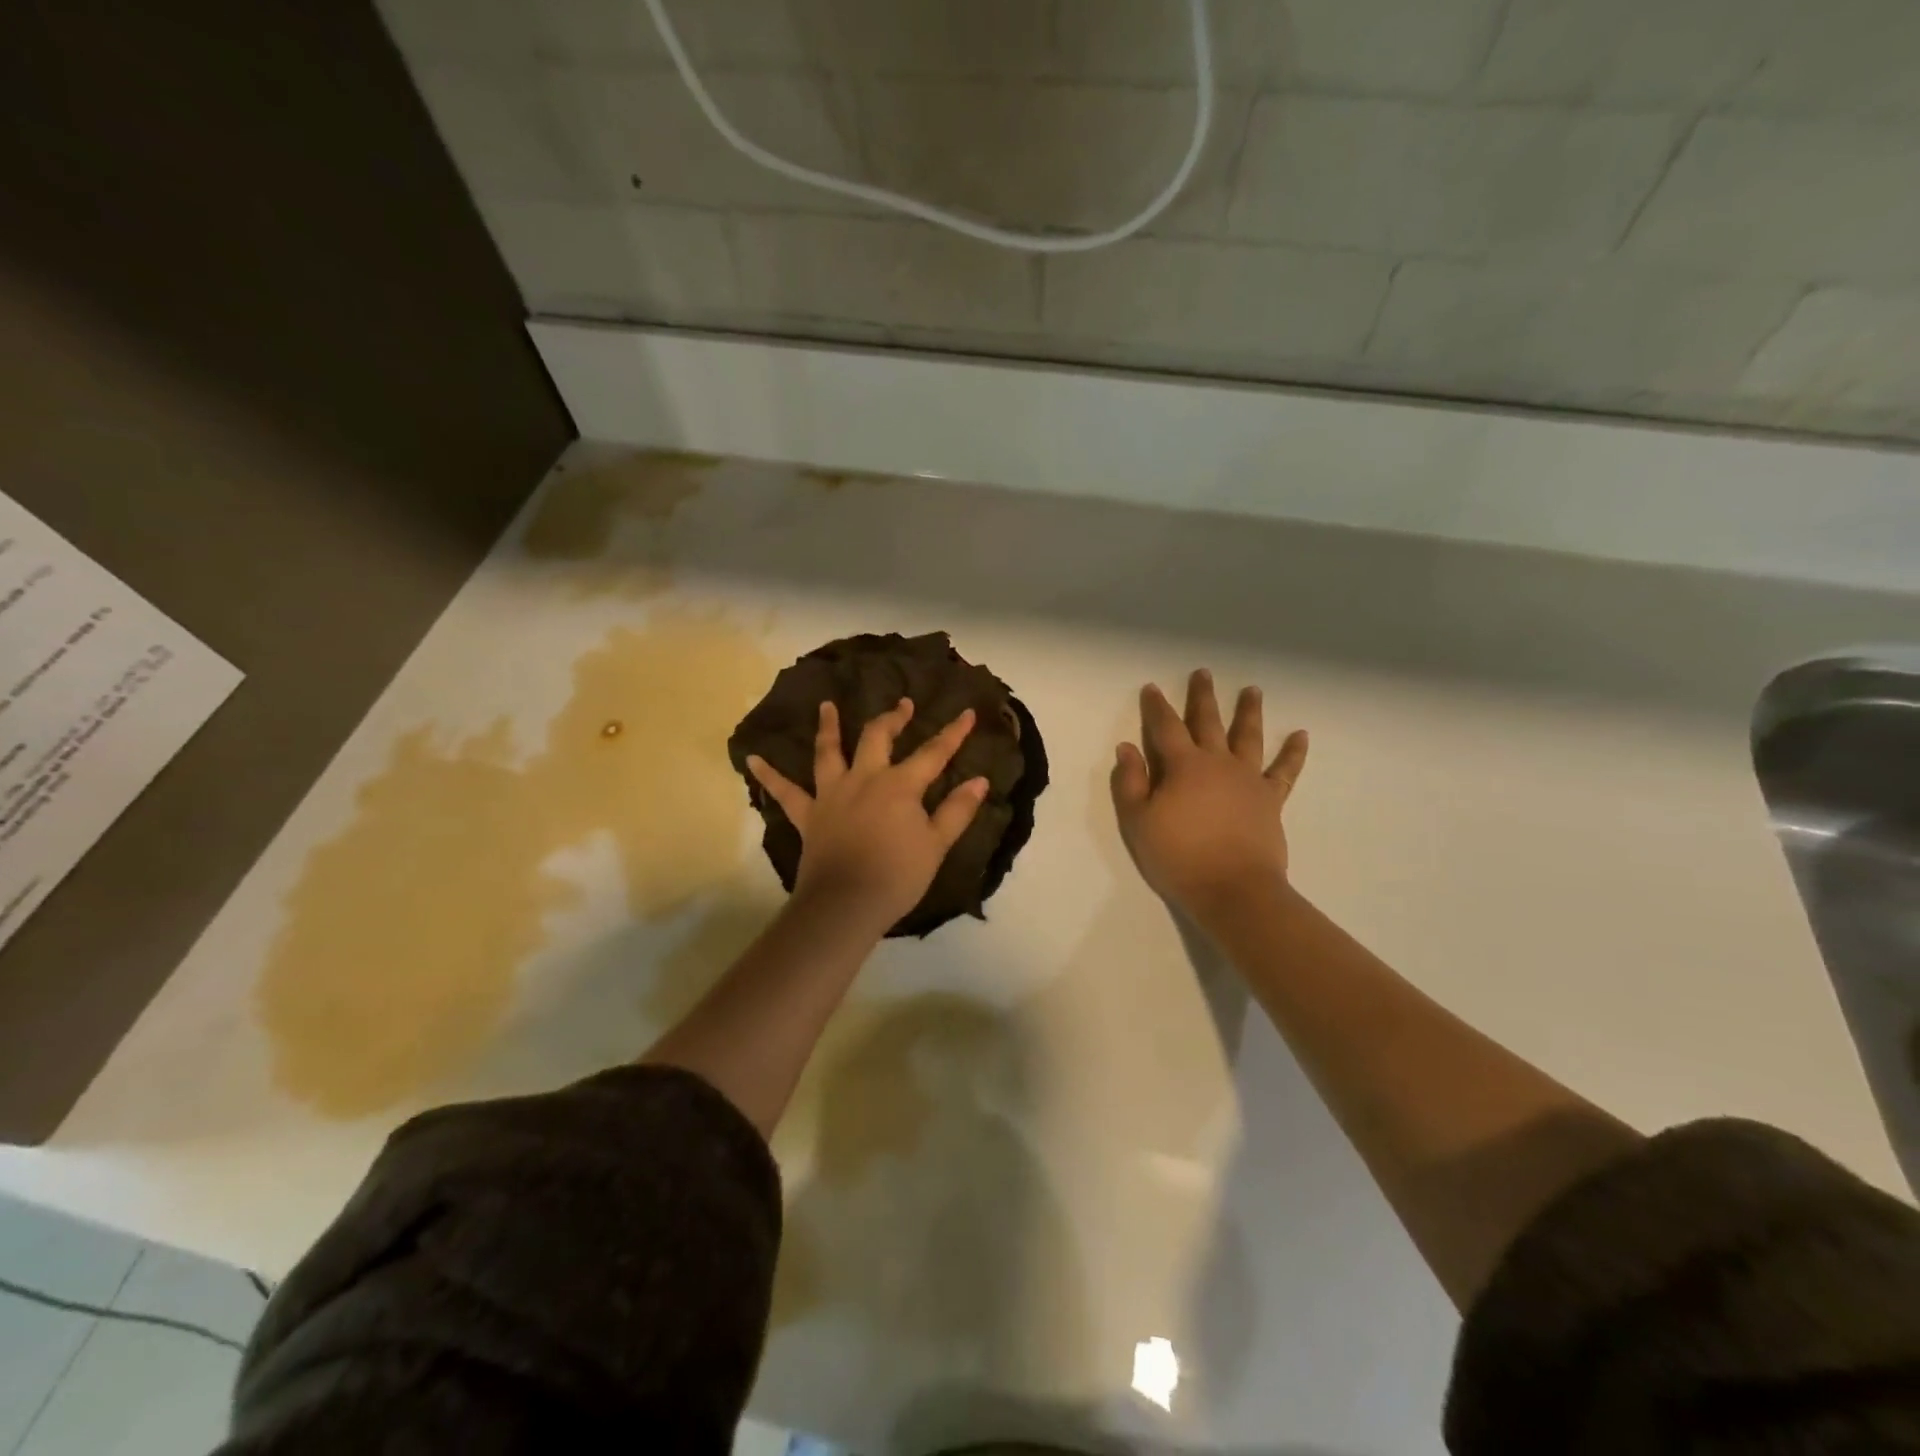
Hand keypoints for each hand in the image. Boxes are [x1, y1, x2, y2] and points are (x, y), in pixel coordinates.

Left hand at [746, 698, 987, 932]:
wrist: (846, 903)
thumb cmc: (897, 876)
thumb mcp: (937, 845)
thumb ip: (957, 810)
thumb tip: (979, 780)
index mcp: (900, 785)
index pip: (933, 753)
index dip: (952, 734)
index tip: (966, 714)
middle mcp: (865, 779)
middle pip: (878, 738)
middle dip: (892, 718)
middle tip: (902, 705)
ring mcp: (832, 794)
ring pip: (829, 752)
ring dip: (829, 727)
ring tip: (826, 705)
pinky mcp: (808, 815)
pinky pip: (785, 792)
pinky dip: (769, 775)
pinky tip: (752, 759)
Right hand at [1111, 669, 1308, 917]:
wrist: (1232, 889)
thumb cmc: (1178, 856)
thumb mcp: (1138, 822)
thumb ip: (1131, 782)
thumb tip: (1127, 747)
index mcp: (1183, 766)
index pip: (1165, 727)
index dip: (1156, 707)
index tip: (1152, 688)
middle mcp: (1218, 763)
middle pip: (1208, 722)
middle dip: (1202, 697)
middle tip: (1203, 673)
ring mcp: (1248, 779)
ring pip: (1248, 736)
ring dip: (1248, 711)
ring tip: (1252, 690)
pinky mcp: (1270, 799)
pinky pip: (1285, 771)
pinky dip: (1293, 752)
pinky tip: (1301, 735)